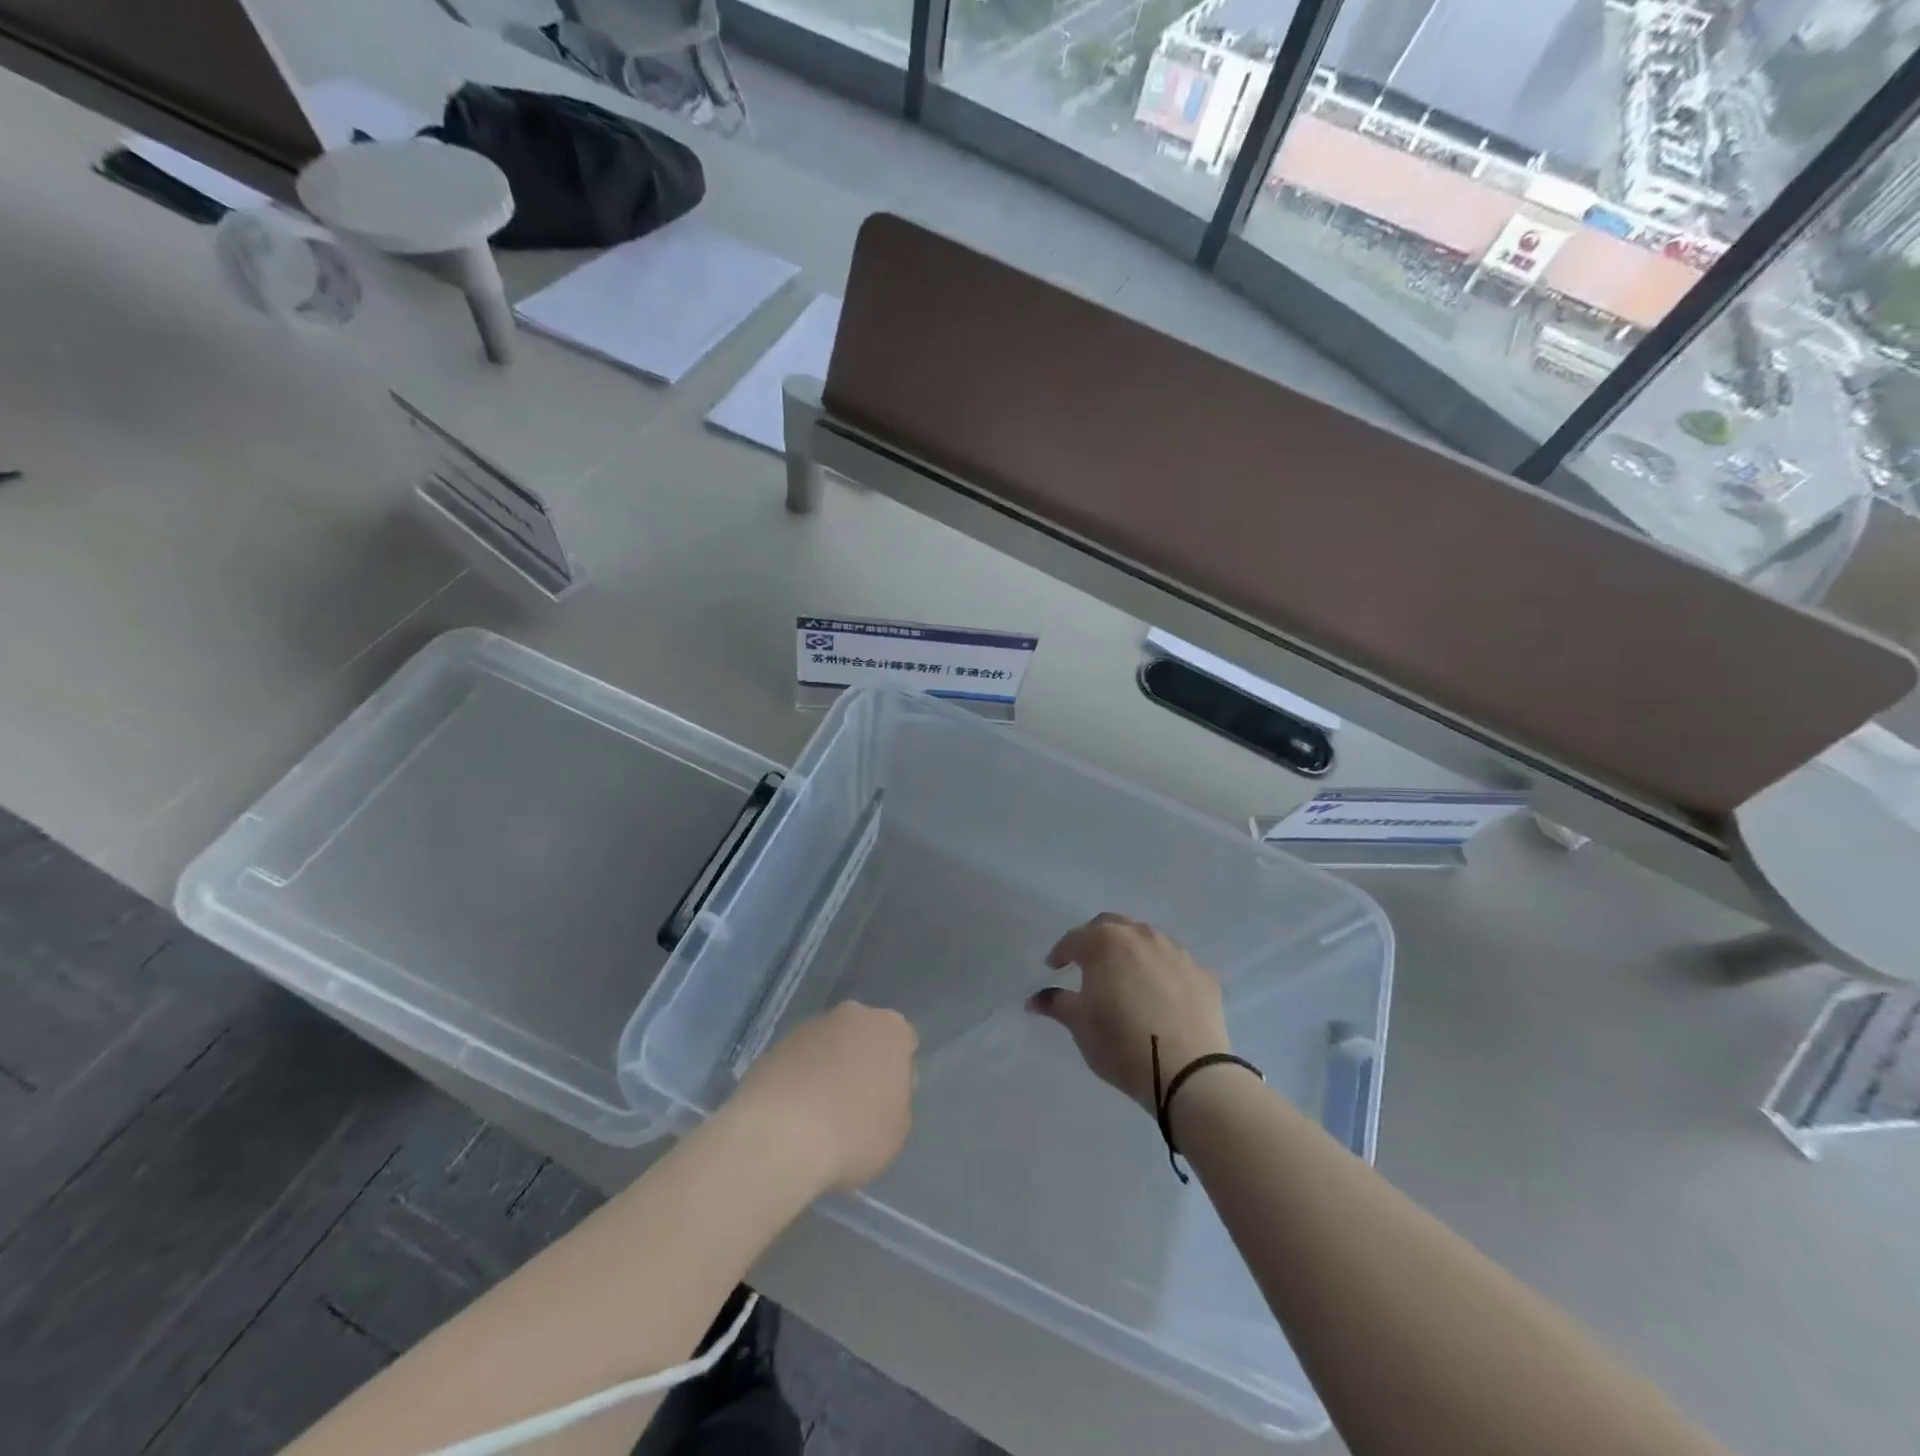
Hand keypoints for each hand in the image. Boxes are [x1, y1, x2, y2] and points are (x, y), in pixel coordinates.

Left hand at [728, 1003, 916, 1191]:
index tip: (887, 1101)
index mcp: (891, 1028)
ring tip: (819, 1114)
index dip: (897, 1072)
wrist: (781, 1134)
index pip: (904, 1042)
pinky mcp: (776, 1044)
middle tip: (855, 1103)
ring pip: (828, 1046)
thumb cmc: (855, 1131)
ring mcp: (811, 1026)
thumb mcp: (898, 1128)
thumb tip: (882, 1092)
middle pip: (863, 1037)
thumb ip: (898, 1100)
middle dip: (861, 1062)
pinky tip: (794, 1114)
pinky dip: (800, 1080)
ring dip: (828, 1069)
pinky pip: (799, 1061)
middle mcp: (853, 1015)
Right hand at [1027, 914, 1229, 1112]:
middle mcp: (1142, 936)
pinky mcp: (1203, 975)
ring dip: (1131, 952)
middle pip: (1112, 926)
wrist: (1188, 1071)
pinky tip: (1160, 995)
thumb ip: (1056, 1004)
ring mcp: (1176, 953)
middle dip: (1096, 940)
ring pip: (1147, 941)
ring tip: (1125, 977)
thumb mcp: (1079, 1025)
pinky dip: (1162, 973)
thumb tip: (1034, 1000)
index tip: (1053, 967)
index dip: (1061, 952)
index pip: (1075, 939)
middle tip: (1087, 963)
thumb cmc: (1121, 1043)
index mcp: (1106, 942)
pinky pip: (1174, 965)